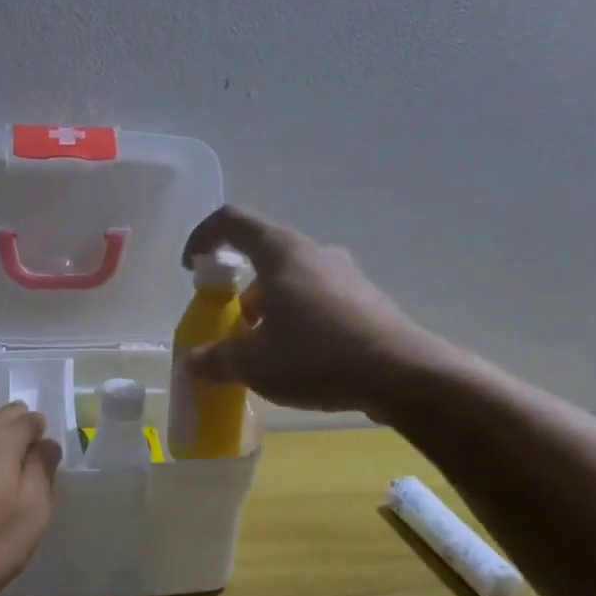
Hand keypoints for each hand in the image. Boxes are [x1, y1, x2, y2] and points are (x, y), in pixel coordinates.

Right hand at [181, 205, 439, 419]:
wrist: (403, 375)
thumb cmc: (317, 355)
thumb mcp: (253, 363)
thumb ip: (215, 359)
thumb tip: (192, 362)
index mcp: (282, 252)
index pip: (232, 220)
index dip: (204, 237)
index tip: (192, 269)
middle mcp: (314, 253)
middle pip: (263, 254)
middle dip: (238, 288)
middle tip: (231, 324)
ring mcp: (345, 275)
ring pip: (292, 279)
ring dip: (269, 307)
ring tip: (264, 350)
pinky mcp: (366, 301)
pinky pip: (318, 300)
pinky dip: (297, 320)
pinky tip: (300, 359)